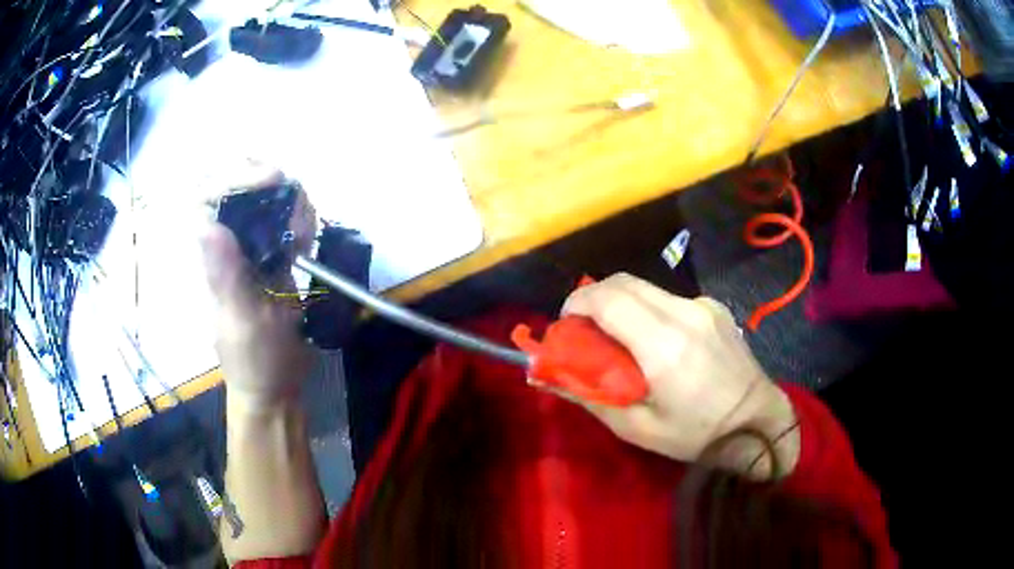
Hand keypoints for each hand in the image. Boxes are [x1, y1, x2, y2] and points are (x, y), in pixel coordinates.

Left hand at [200, 164, 317, 408]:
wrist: (276, 385)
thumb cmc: (257, 360)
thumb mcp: (244, 322)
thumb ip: (226, 277)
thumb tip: (206, 225)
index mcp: (212, 258)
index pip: (206, 197)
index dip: (235, 177)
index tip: (274, 180)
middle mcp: (226, 246)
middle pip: (235, 186)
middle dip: (267, 183)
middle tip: (294, 203)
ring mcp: (249, 249)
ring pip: (262, 198)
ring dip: (289, 201)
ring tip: (304, 233)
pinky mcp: (270, 257)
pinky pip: (283, 219)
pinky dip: (301, 217)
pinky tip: (308, 240)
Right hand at [560, 274, 797, 476]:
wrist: (758, 423)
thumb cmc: (696, 435)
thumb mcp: (637, 428)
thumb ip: (588, 396)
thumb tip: (546, 375)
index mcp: (664, 346)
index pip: (607, 299)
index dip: (577, 303)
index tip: (566, 325)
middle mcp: (684, 313)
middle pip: (623, 282)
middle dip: (594, 297)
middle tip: (585, 329)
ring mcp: (703, 305)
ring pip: (645, 287)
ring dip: (621, 303)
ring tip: (618, 337)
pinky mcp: (714, 306)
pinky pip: (668, 298)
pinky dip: (648, 310)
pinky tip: (657, 341)